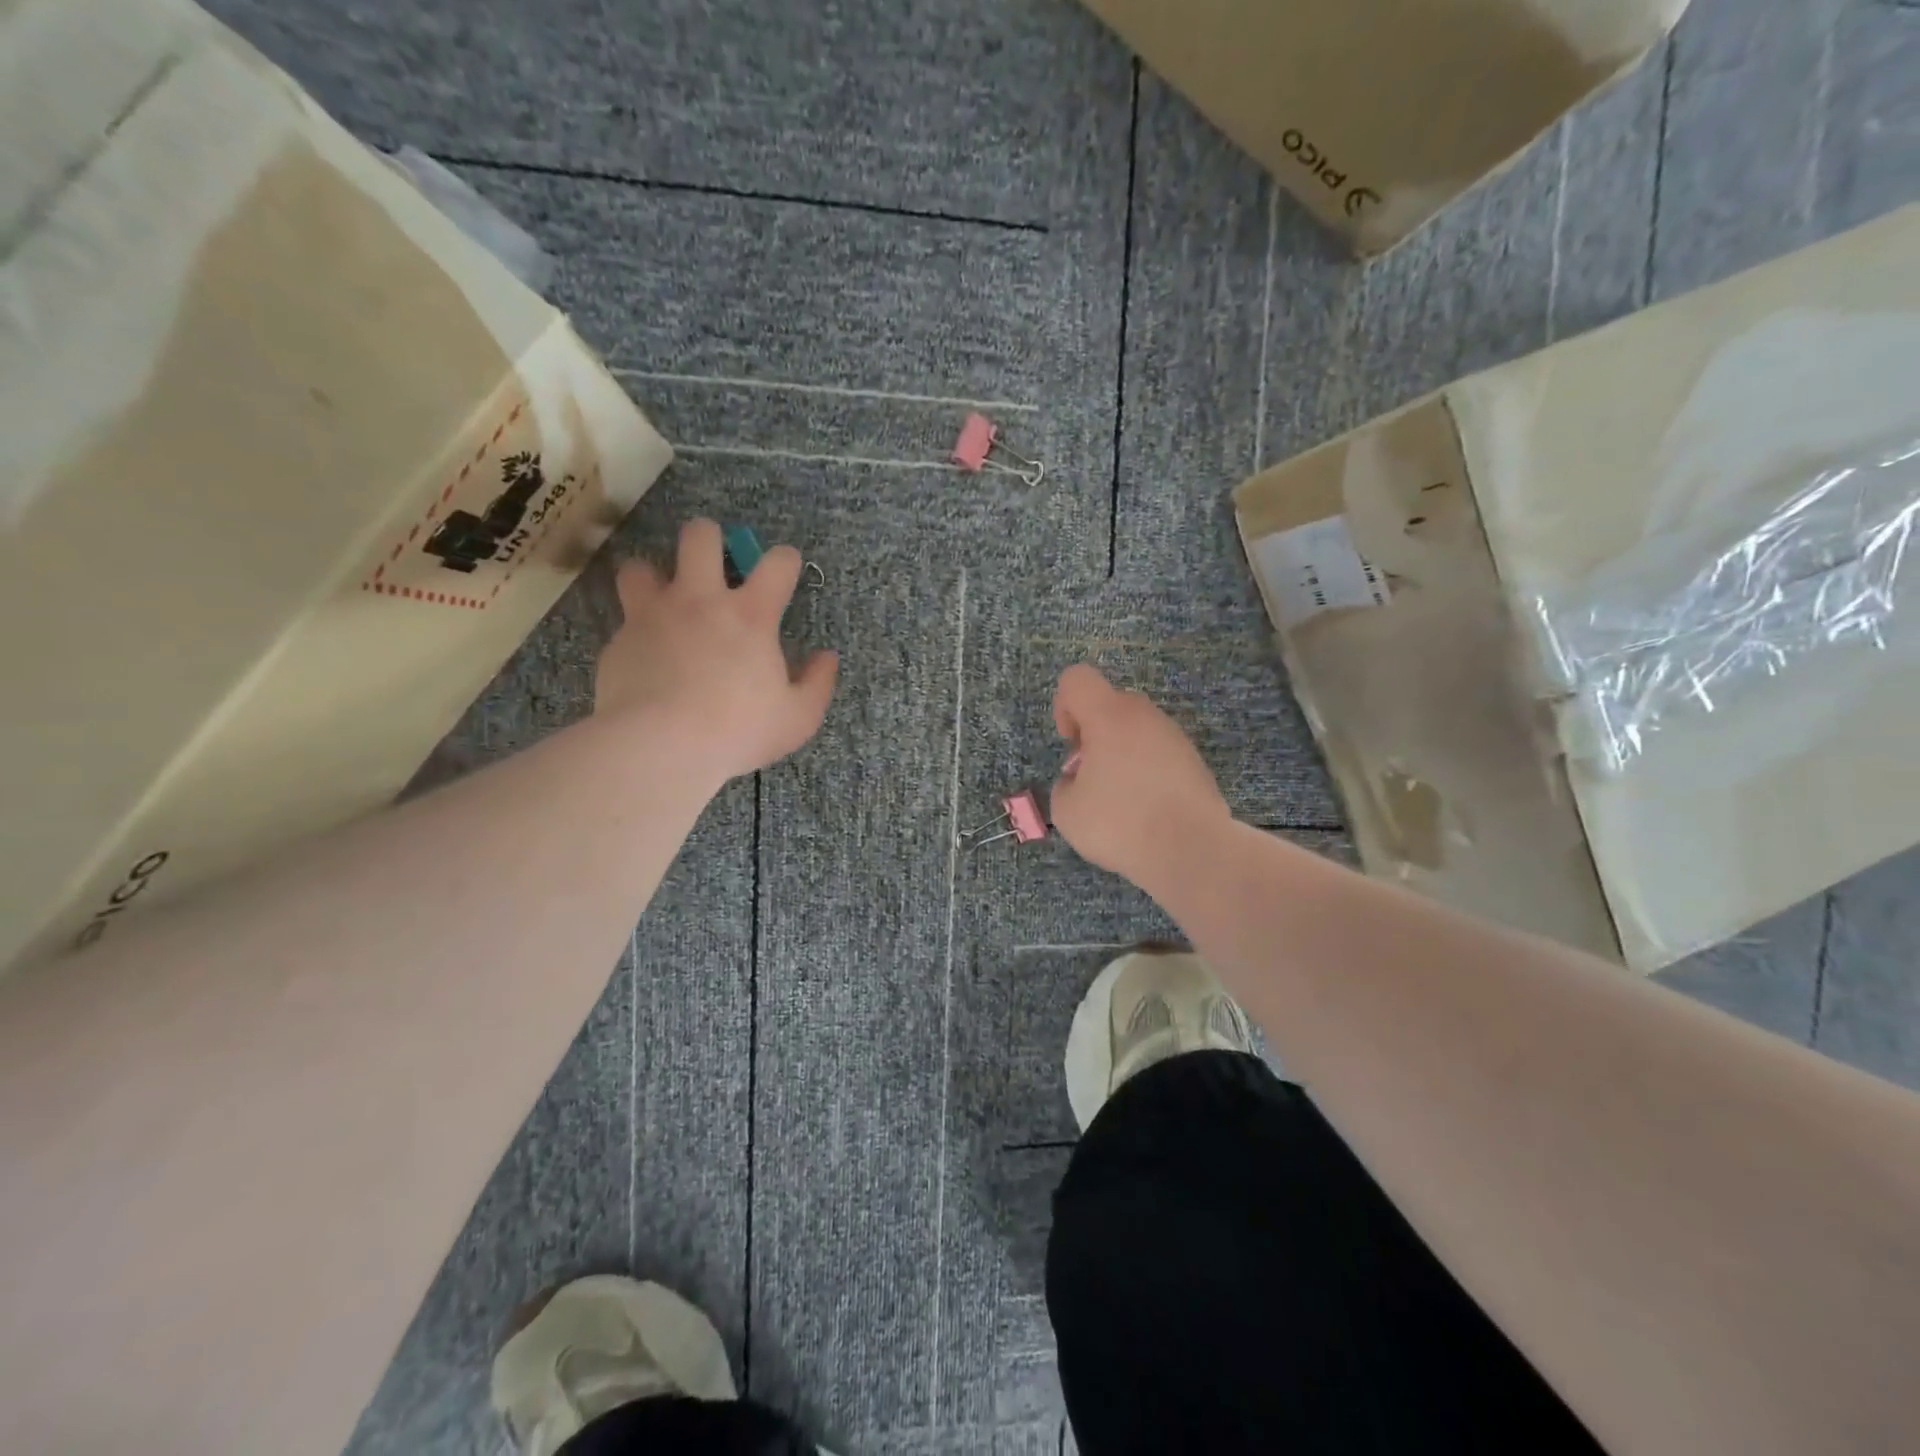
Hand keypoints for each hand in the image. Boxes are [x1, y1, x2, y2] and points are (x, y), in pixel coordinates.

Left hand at [595, 519, 837, 783]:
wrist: (661, 747)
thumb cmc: (739, 731)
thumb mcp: (798, 718)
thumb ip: (818, 683)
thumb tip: (826, 658)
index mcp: (750, 615)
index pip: (777, 563)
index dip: (785, 561)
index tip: (785, 570)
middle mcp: (699, 601)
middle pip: (699, 536)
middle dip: (709, 539)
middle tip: (712, 565)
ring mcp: (653, 617)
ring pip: (641, 567)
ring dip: (654, 579)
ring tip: (663, 605)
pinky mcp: (618, 642)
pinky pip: (624, 623)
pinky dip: (636, 635)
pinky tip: (645, 661)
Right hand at [1049, 664, 1231, 889]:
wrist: (1192, 850)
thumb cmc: (1120, 824)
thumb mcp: (1066, 811)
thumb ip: (1064, 784)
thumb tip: (1078, 780)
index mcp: (1109, 716)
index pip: (1077, 680)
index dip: (1064, 705)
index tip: (1070, 743)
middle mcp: (1144, 716)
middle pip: (1109, 704)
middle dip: (1093, 733)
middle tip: (1089, 775)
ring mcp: (1174, 736)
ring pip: (1136, 729)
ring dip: (1120, 753)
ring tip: (1118, 799)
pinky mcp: (1194, 761)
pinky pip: (1158, 753)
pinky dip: (1145, 771)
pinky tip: (1145, 809)